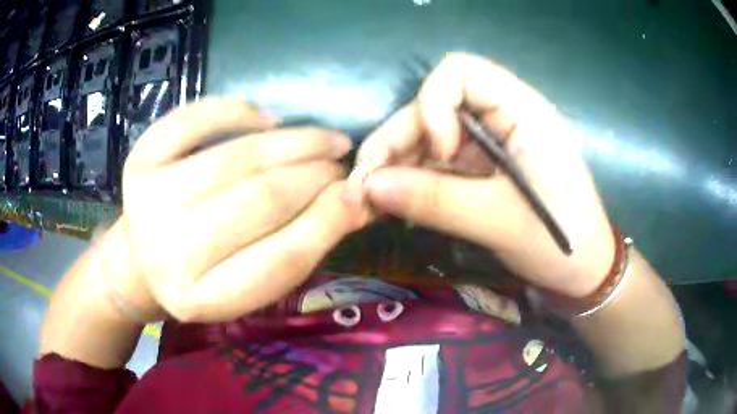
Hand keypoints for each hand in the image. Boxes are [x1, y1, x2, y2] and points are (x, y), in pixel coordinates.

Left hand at [103, 99, 368, 322]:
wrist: (141, 261)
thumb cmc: (201, 278)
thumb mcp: (249, 283)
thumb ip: (299, 246)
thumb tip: (356, 202)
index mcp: (202, 298)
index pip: (281, 258)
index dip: (329, 218)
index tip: (359, 193)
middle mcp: (169, 253)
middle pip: (261, 199)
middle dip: (316, 174)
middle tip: (342, 163)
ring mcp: (147, 201)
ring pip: (236, 157)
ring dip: (293, 141)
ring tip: (326, 139)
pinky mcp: (139, 160)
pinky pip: (195, 120)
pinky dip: (238, 111)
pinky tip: (269, 119)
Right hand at [354, 53, 614, 297]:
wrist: (584, 272)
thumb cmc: (560, 242)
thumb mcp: (499, 221)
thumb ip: (434, 200)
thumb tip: (369, 187)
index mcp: (521, 111)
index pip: (460, 72)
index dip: (433, 104)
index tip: (438, 153)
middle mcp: (502, 117)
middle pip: (434, 107)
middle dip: (396, 142)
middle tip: (364, 187)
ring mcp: (490, 143)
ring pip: (429, 137)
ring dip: (396, 165)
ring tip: (369, 202)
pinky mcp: (482, 168)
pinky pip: (438, 163)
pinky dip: (412, 181)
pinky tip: (395, 204)